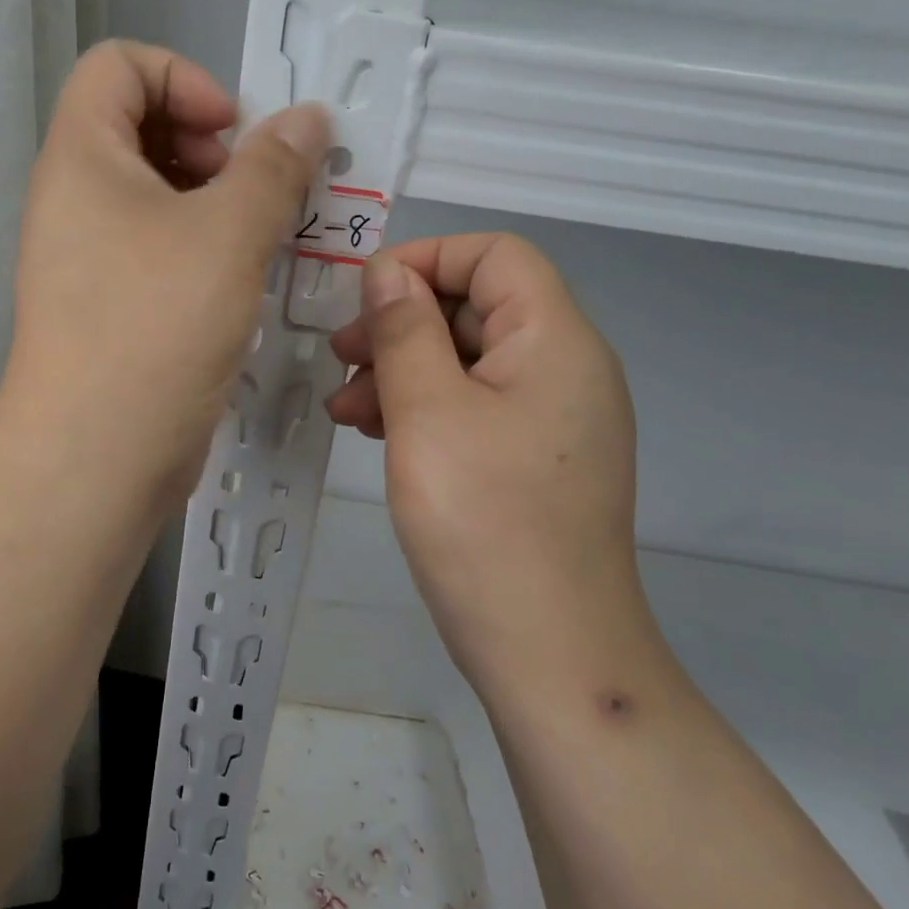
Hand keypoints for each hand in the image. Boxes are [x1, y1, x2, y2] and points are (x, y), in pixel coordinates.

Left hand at [0, 40, 328, 516]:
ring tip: (259, 237)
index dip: (184, 79)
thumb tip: (307, 118)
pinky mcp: (105, 301)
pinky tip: (239, 280)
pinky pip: (154, 244)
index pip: (119, 65)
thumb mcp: (228, 234)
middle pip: (136, 125)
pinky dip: (199, 244)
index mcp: (81, 157)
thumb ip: (273, 166)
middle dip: (207, 143)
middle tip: (251, 191)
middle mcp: (73, 196)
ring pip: (153, 191)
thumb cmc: (156, 326)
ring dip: (214, 199)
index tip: (233, 136)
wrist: (95, 455)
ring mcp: (84, 253)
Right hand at [325, 234, 644, 686]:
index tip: (366, 298)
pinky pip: (475, 406)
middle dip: (402, 322)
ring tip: (346, 408)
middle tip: (342, 357)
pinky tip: (378, 433)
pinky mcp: (535, 459)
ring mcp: (553, 418)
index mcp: (555, 340)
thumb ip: (405, 329)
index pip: (496, 255)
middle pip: (477, 306)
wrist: (549, 653)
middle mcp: (566, 368)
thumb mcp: (427, 412)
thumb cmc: (483, 521)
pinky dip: (424, 407)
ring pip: (468, 359)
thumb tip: (389, 270)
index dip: (427, 259)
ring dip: (403, 369)